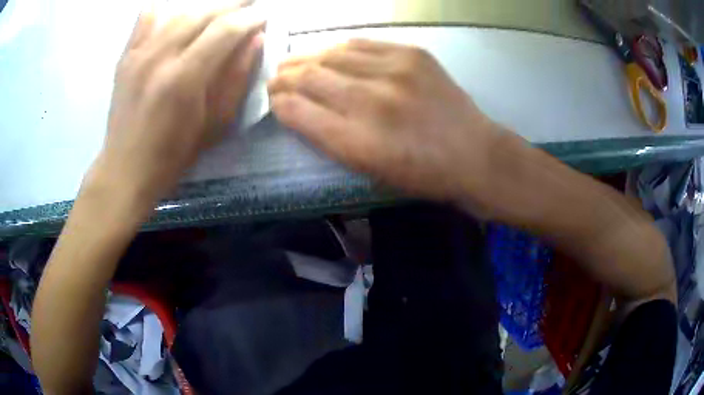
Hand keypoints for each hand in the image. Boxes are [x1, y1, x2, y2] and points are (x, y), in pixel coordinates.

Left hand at [96, 2, 263, 202]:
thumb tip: (255, 40)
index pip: (225, 30)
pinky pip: (144, 19)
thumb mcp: (214, 125)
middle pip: (202, 14)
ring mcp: (139, 54)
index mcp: (184, 77)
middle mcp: (160, 57)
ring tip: (220, 9)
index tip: (264, 16)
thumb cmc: (173, 154)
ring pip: (178, 13)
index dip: (250, 18)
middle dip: (232, 5)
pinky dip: (161, 10)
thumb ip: (236, 78)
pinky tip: (172, 11)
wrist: (125, 169)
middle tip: (249, 4)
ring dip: (204, 7)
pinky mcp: (125, 57)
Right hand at [268, 39, 498, 202]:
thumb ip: (329, 138)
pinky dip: (338, 48)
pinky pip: (361, 43)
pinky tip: (328, 52)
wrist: (474, 154)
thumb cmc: (422, 174)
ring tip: (293, 61)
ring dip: (305, 57)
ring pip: (331, 54)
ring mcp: (394, 71)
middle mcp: (371, 101)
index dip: (279, 103)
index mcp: (358, 142)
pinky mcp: (412, 54)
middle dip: (284, 77)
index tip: (272, 100)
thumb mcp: (370, 170)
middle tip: (275, 78)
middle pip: (310, 77)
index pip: (299, 111)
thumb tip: (297, 109)